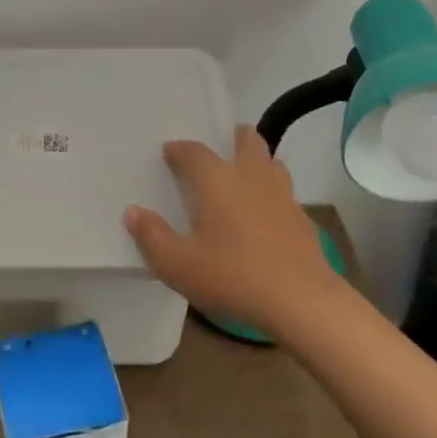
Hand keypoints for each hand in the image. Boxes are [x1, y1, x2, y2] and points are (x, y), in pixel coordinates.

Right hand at [124, 125, 347, 341]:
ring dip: (260, 161)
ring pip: (274, 164)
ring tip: (249, 172)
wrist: (300, 299)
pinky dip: (275, 195)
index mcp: (218, 181)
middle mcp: (252, 178)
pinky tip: (269, 215)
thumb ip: (152, 237)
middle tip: (228, 140)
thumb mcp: (178, 265)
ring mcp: (283, 197)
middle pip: (249, 143)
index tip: (171, 151)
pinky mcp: (303, 220)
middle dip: (237, 137)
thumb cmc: (232, 276)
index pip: (196, 152)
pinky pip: (286, 195)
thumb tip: (132, 212)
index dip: (181, 149)